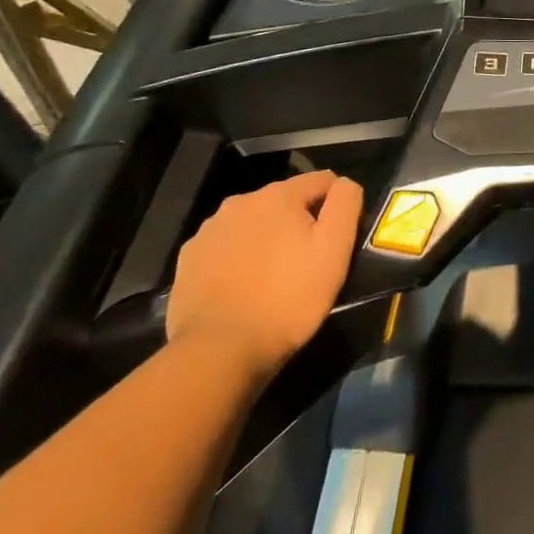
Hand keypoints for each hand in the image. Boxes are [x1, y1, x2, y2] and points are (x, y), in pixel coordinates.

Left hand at [166, 171, 363, 380]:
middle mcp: (239, 202)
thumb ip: (345, 203)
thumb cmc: (288, 298)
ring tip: (274, 279)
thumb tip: (344, 184)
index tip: (337, 242)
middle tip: (307, 264)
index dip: (336, 207)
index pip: (322, 181)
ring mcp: (208, 232)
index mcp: (278, 195)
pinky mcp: (188, 261)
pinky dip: (238, 260)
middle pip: (285, 202)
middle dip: (299, 224)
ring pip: (253, 225)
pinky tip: (243, 289)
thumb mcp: (334, 249)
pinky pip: (225, 249)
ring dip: (267, 240)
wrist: (218, 352)